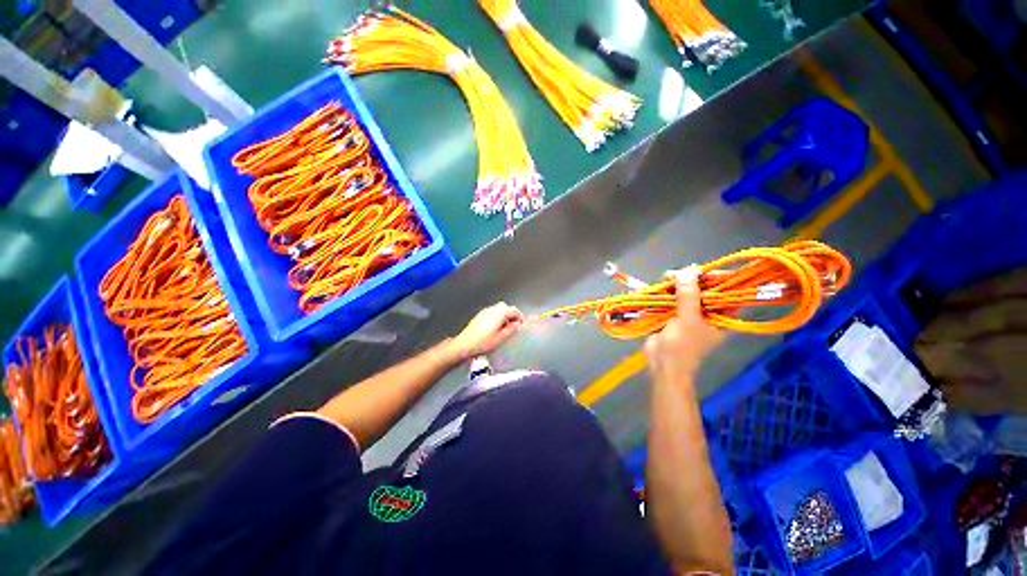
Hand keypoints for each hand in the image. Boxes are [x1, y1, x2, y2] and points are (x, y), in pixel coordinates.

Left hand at [449, 302, 523, 360]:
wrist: (464, 345)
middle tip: (513, 326)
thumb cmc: (484, 342)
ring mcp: (485, 311)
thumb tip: (517, 324)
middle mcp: (492, 309)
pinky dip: (496, 318)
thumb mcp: (501, 338)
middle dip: (511, 315)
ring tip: (504, 328)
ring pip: (498, 310)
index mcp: (500, 313)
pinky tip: (494, 328)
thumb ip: (511, 329)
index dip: (519, 317)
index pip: (514, 310)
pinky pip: (491, 313)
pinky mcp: (479, 316)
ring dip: (503, 316)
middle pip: (506, 307)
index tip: (521, 326)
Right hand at [644, 267, 727, 384]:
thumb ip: (689, 294)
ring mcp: (690, 313)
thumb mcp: (688, 319)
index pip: (729, 292)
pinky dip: (666, 291)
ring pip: (687, 291)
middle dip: (692, 279)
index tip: (703, 270)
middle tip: (677, 274)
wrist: (662, 364)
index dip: (720, 278)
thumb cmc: (682, 346)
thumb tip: (689, 270)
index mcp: (722, 316)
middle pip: (705, 289)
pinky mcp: (673, 314)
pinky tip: (659, 286)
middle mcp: (709, 313)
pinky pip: (673, 298)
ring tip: (665, 278)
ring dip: (676, 284)